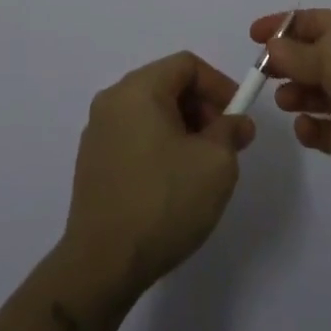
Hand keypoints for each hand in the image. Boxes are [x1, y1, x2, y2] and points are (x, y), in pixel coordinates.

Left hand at [61, 51, 255, 299]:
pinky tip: (173, 182)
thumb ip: (231, 131)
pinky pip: (134, 136)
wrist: (102, 265)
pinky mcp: (92, 162)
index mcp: (138, 90)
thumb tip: (236, 122)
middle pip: (167, 85)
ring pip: (151, 112)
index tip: (238, 116)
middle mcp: (112, 101)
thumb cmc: (164, 202)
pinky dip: (160, 145)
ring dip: (183, 128)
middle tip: (225, 142)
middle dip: (202, 107)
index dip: (219, 84)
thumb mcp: (215, 163)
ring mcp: (97, 132)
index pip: (186, 65)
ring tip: (202, 166)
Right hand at [249, 8, 330, 199]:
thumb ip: (297, 52)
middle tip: (264, 76)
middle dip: (288, 63)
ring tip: (287, 101)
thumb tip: (274, 47)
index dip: (283, 26)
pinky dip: (312, 128)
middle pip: (315, 57)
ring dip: (297, 94)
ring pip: (320, 93)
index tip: (252, 37)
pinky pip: (328, 130)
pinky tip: (305, 128)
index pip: (315, 21)